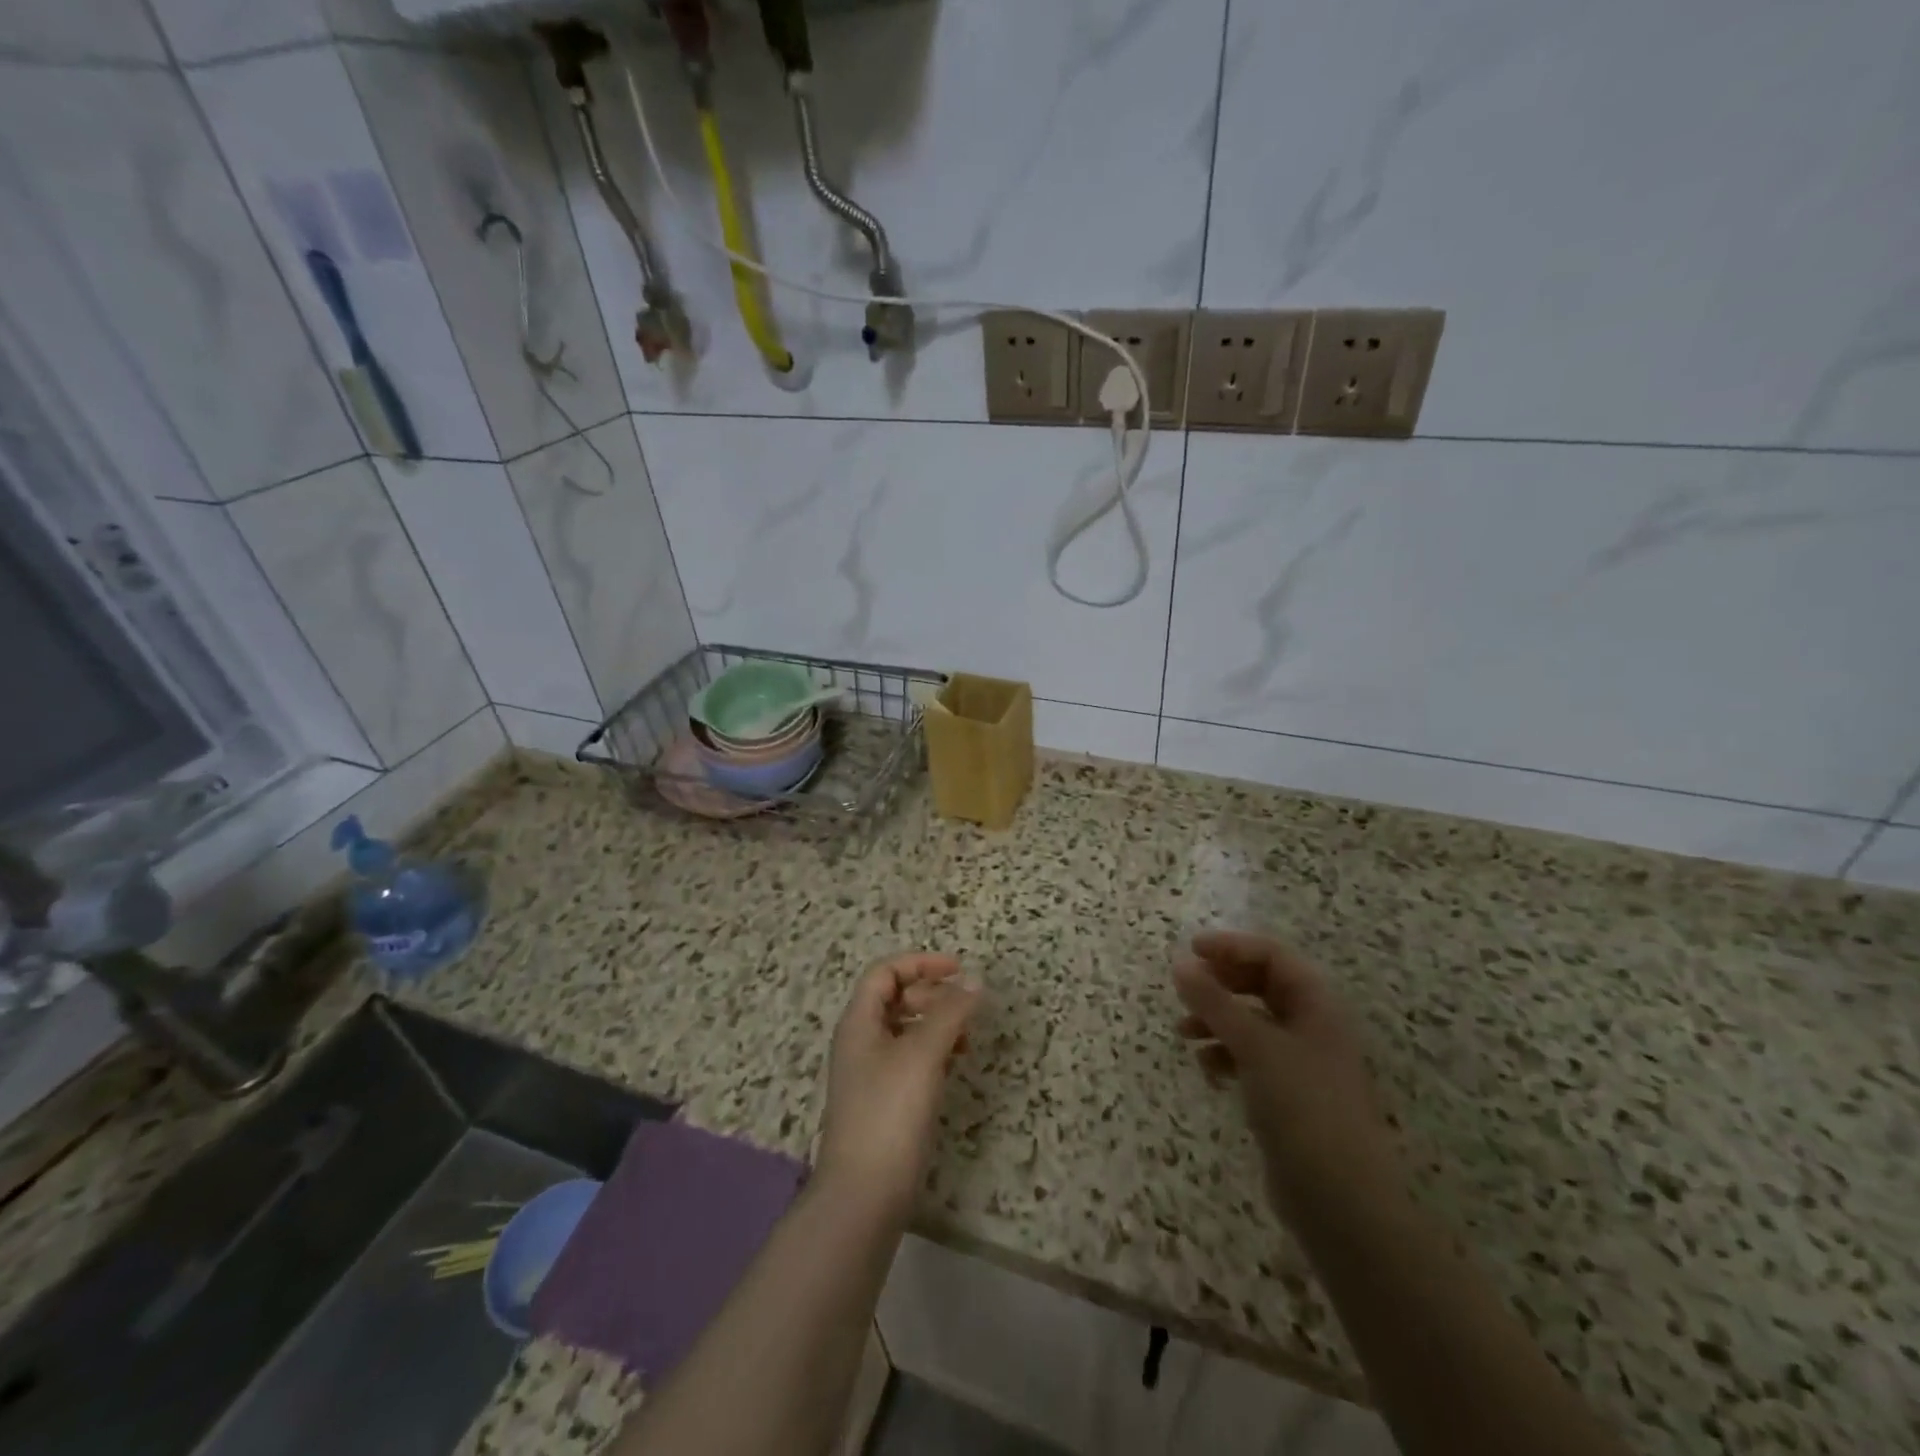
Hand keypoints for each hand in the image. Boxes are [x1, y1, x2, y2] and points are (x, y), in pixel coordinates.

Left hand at [817, 952, 980, 1218]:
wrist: (864, 1194)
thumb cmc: (889, 1112)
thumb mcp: (922, 1054)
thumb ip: (950, 1013)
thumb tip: (975, 982)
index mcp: (859, 1022)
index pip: (885, 972)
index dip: (921, 963)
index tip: (959, 970)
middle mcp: (860, 1041)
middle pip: (895, 997)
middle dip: (932, 994)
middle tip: (965, 1007)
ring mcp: (871, 1073)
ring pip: (905, 1029)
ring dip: (936, 1023)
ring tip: (966, 1038)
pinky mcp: (884, 1101)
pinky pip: (910, 1059)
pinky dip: (934, 1052)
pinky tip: (954, 1064)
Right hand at [1174, 930, 1400, 1223]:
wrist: (1339, 1197)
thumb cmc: (1302, 1105)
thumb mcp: (1254, 1045)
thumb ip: (1213, 1002)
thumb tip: (1179, 964)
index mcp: (1316, 1004)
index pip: (1271, 955)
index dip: (1230, 946)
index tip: (1190, 951)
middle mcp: (1312, 1025)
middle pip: (1261, 985)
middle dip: (1220, 984)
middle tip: (1185, 989)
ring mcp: (1301, 1061)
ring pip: (1252, 1022)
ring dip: (1216, 1020)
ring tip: (1183, 1033)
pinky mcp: (1288, 1093)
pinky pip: (1250, 1057)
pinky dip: (1226, 1055)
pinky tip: (1208, 1070)